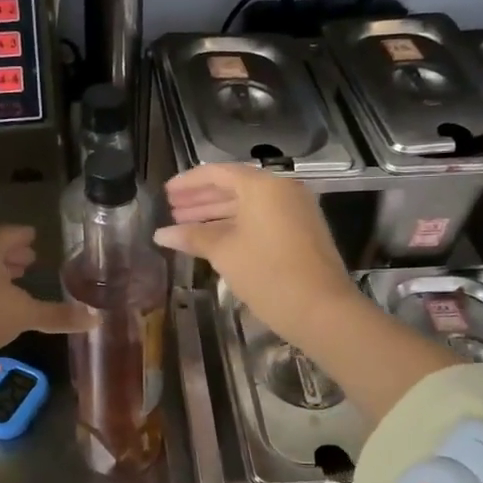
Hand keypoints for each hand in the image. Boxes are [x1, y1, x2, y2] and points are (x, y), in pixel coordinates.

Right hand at [154, 164, 364, 345]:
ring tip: (186, 227)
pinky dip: (237, 225)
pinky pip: (262, 219)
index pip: (218, 173)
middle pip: (234, 186)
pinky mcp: (302, 231)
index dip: (188, 182)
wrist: (322, 310)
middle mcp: (282, 190)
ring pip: (248, 205)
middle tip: (172, 211)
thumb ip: (192, 237)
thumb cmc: (268, 274)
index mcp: (263, 186)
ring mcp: (295, 210)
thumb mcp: (224, 253)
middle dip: (201, 199)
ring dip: (217, 214)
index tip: (166, 193)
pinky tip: (215, 240)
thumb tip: (160, 234)